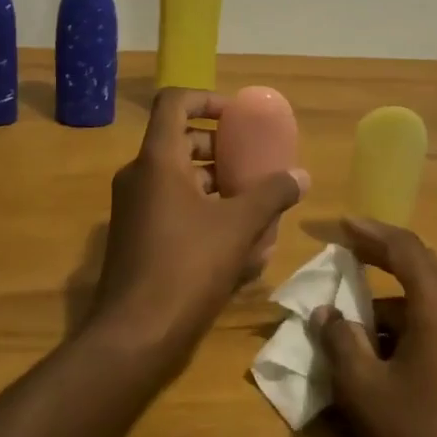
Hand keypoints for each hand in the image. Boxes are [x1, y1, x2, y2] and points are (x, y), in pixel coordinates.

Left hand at [91, 88, 308, 370]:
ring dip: (218, 186)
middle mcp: (140, 177)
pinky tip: (241, 246)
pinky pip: (175, 211)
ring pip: (181, 181)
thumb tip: (302, 176)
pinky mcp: (138, 240)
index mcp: (157, 161)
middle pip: (181, 142)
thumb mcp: (238, 227)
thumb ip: (272, 194)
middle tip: (254, 164)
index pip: (175, 103)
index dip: (207, 99)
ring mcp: (135, 211)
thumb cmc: (186, 267)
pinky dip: (206, 215)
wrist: (134, 337)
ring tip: (257, 206)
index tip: (238, 117)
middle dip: (221, 150)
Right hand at [313, 218, 436, 436]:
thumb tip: (326, 311)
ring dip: (392, 298)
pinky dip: (409, 322)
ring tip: (352, 314)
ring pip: (429, 296)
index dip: (369, 231)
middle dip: (380, 257)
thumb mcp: (364, 391)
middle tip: (343, 252)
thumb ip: (340, 341)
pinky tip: (381, 347)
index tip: (339, 223)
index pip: (404, 247)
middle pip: (421, 265)